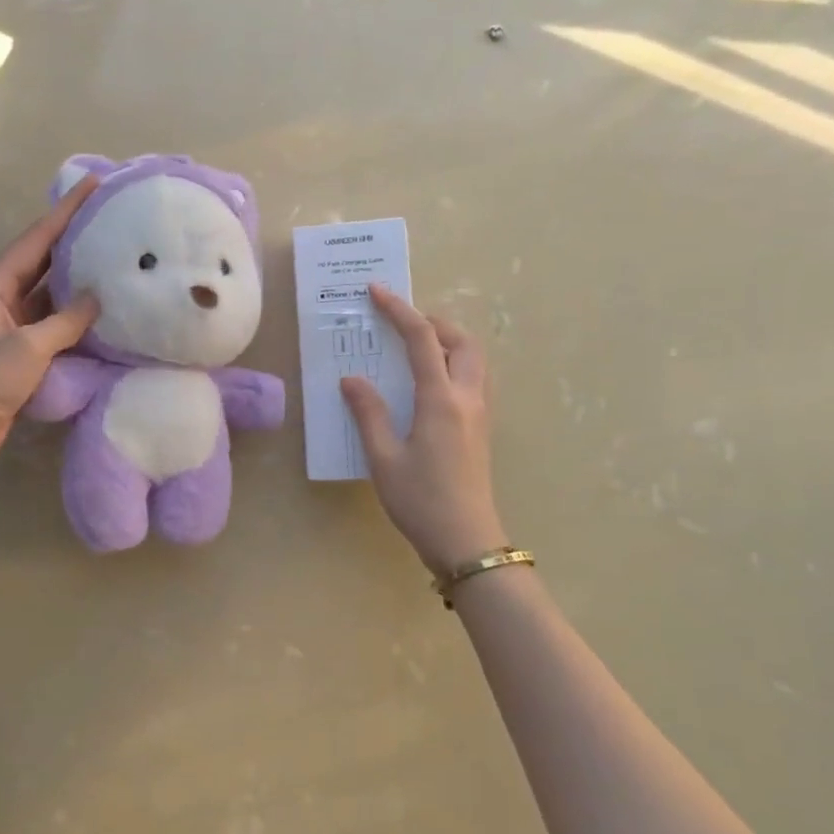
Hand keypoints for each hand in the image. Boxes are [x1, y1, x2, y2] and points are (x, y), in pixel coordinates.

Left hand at [0, 177, 100, 462]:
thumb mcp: (28, 348)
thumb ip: (66, 321)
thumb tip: (97, 297)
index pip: (36, 239)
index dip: (64, 211)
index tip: (91, 185)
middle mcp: (2, 295)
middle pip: (41, 257)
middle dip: (71, 235)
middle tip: (105, 214)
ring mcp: (11, 321)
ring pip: (48, 287)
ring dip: (74, 272)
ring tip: (109, 251)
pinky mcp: (21, 345)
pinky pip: (52, 316)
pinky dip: (73, 308)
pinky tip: (98, 302)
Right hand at [341, 285, 505, 577]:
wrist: (466, 542)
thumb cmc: (420, 501)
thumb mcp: (383, 458)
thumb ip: (369, 413)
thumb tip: (352, 379)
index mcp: (441, 400)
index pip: (422, 340)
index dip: (399, 311)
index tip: (377, 291)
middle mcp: (467, 398)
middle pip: (462, 341)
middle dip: (434, 322)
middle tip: (402, 323)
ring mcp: (480, 414)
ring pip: (474, 360)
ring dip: (448, 341)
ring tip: (415, 347)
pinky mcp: (481, 430)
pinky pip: (473, 380)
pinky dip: (454, 364)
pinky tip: (429, 383)